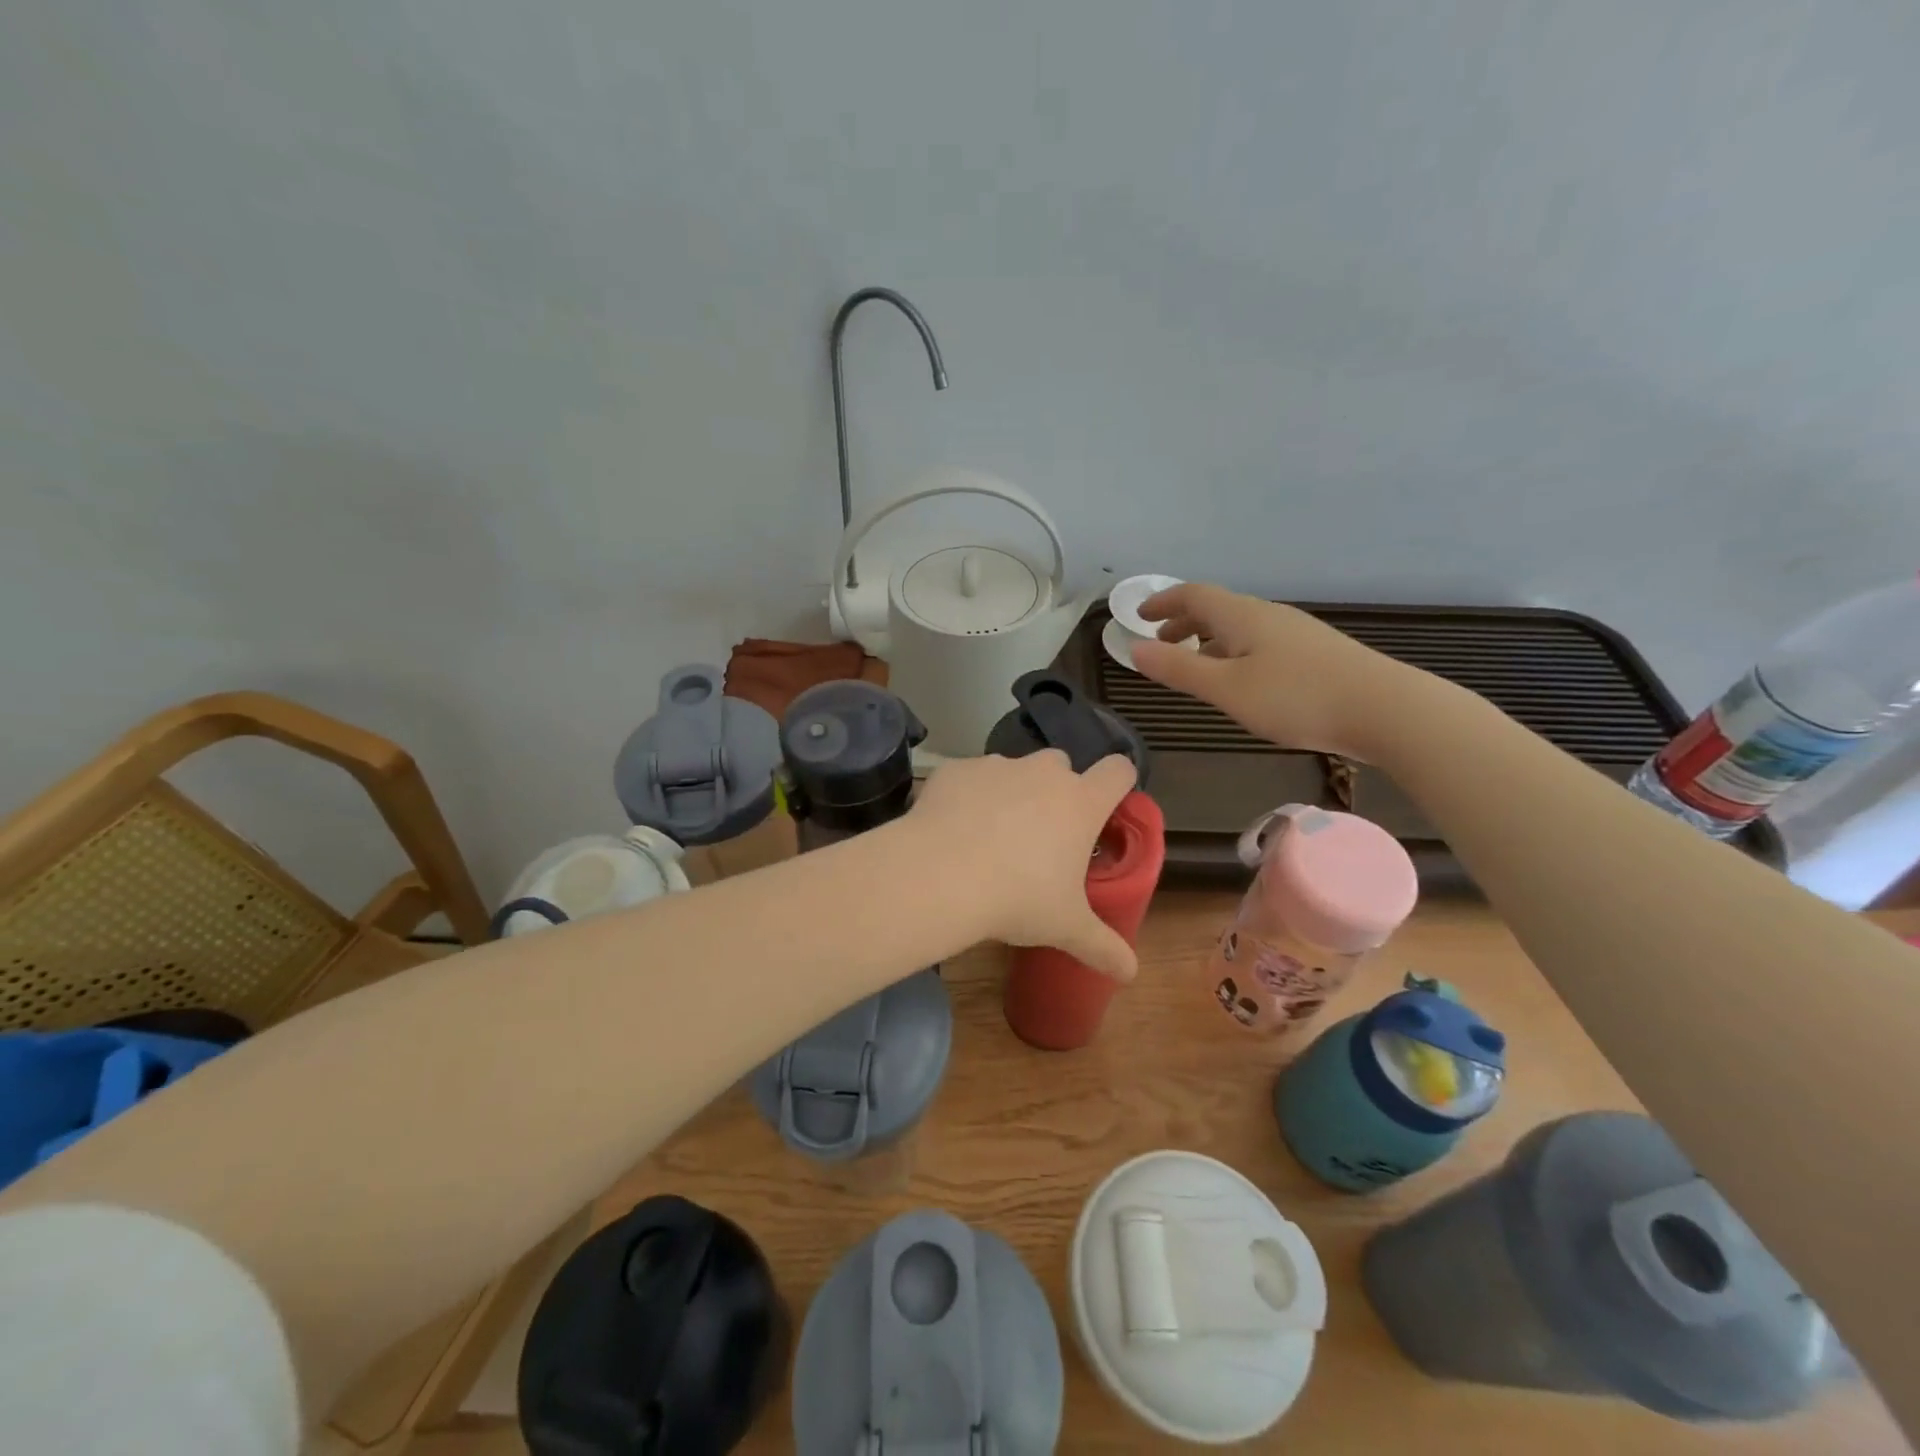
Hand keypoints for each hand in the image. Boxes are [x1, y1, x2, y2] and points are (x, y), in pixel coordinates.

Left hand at [909, 749, 1139, 979]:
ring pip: (1013, 770)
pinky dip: (967, 796)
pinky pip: (969, 777)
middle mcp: (1042, 773)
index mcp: (1080, 803)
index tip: (1107, 804)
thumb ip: (1102, 947)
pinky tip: (953, 830)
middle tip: (1042, 834)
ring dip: (1010, 792)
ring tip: (990, 835)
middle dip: (1055, 789)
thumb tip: (1131, 973)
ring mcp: (997, 766)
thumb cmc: (1017, 898)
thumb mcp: (1065, 928)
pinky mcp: (956, 770)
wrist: (940, 875)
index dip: (1117, 782)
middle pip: (1061, 764)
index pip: (1118, 771)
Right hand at [1132, 583, 1415, 760]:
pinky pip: (1258, 640)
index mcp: (1242, 616)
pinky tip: (1240, 677)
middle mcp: (1267, 615)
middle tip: (1160, 643)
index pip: (1193, 595)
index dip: (1163, 602)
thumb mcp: (1226, 689)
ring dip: (1208, 637)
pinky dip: (1233, 650)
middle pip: (1217, 607)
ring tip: (1194, 661)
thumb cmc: (1296, 698)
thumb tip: (1133, 649)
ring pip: (1239, 626)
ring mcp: (1295, 632)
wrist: (1384, 709)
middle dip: (1183, 621)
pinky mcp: (1314, 652)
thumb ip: (1179, 669)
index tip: (1139, 615)